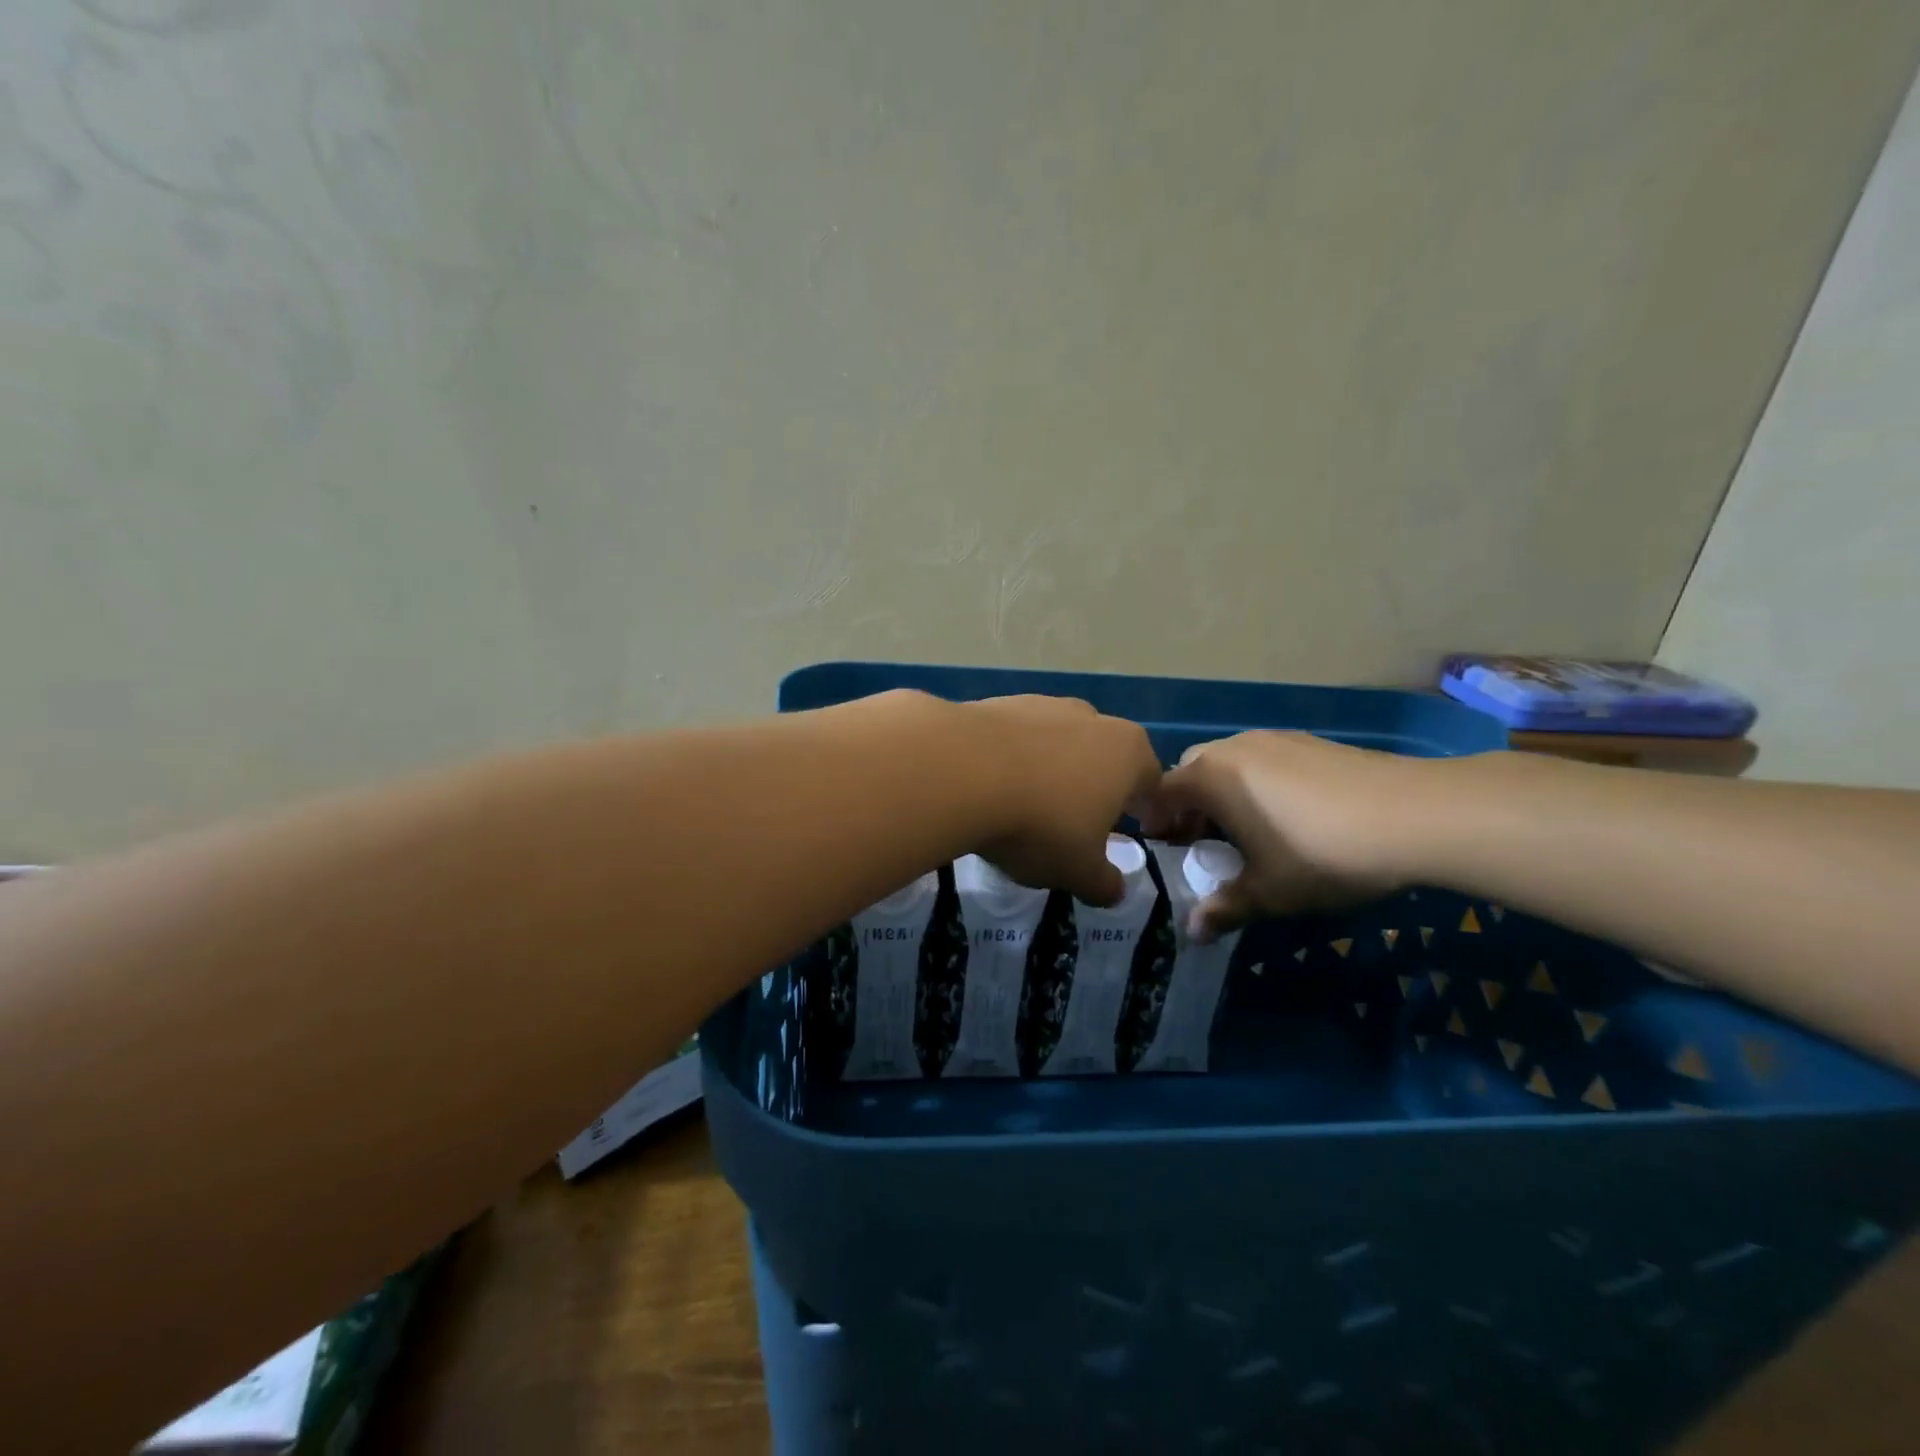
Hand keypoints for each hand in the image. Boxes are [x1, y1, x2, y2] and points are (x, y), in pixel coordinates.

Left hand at [959, 695, 1162, 906]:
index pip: (1150, 782)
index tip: (1132, 832)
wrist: (960, 771)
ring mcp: (1043, 704)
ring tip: (1029, 805)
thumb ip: (1104, 884)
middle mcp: (1091, 718)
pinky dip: (1011, 759)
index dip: (1144, 809)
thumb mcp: (1078, 871)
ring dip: (1051, 770)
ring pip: (1058, 742)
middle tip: (1079, 822)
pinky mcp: (998, 703)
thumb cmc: (1039, 824)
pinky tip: (991, 786)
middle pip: (1104, 757)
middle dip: (1096, 787)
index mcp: (1127, 753)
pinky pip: (1015, 738)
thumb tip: (1115, 892)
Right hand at [1138, 731, 1440, 938]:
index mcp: (1211, 776)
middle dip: (1187, 805)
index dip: (1155, 822)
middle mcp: (1234, 748)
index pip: (1162, 792)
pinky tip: (1288, 816)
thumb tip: (1192, 932)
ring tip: (1244, 831)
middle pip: (1192, 771)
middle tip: (1199, 841)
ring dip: (1223, 793)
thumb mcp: (1268, 892)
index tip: (1162, 850)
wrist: (1415, 814)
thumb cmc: (1321, 853)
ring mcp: (1275, 739)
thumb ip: (1225, 908)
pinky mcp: (1310, 742)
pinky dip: (1256, 784)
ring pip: (1229, 762)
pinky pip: (1264, 760)